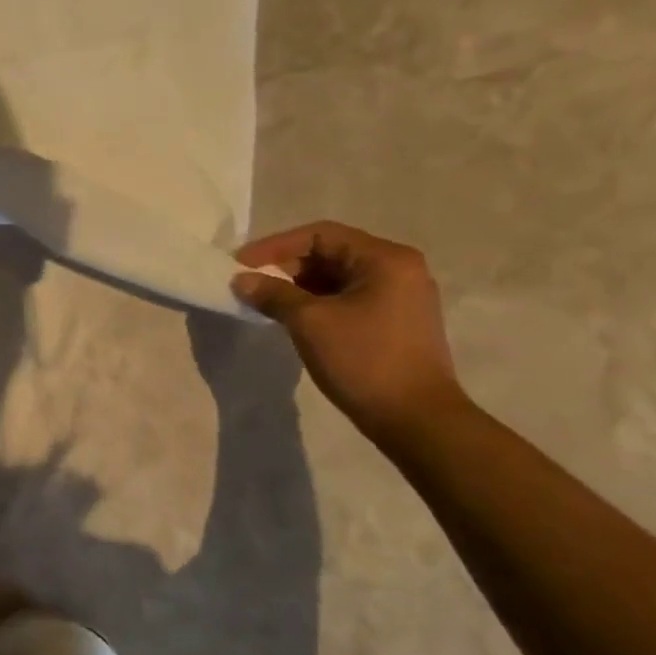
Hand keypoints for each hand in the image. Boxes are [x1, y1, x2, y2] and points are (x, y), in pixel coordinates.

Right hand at [230, 221, 467, 439]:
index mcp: (385, 259)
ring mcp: (400, 296)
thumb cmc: (364, 361)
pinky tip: (291, 318)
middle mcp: (398, 269)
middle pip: (330, 253)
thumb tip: (241, 280)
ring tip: (264, 301)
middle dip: (285, 266)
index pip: (320, 235)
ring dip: (298, 286)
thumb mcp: (310, 323)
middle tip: (249, 283)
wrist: (415, 419)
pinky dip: (316, 303)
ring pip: (337, 278)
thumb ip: (273, 294)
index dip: (275, 246)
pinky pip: (347, 298)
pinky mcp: (395, 322)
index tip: (240, 264)